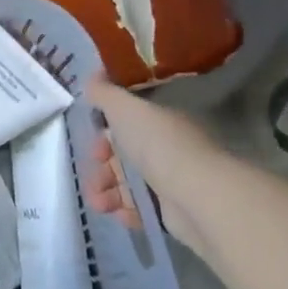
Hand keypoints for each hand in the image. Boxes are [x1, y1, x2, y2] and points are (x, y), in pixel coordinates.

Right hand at [83, 76, 213, 252]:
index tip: (92, 145)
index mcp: (159, 124)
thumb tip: (92, 74)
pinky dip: (126, 211)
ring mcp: (171, 181)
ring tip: (98, 203)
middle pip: (124, 157)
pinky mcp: (173, 212)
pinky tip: (117, 213)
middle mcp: (167, 150)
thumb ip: (104, 93)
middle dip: (101, 168)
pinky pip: (141, 209)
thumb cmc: (158, 145)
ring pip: (128, 184)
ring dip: (106, 192)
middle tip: (92, 178)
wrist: (195, 195)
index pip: (126, 127)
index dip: (104, 135)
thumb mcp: (125, 109)